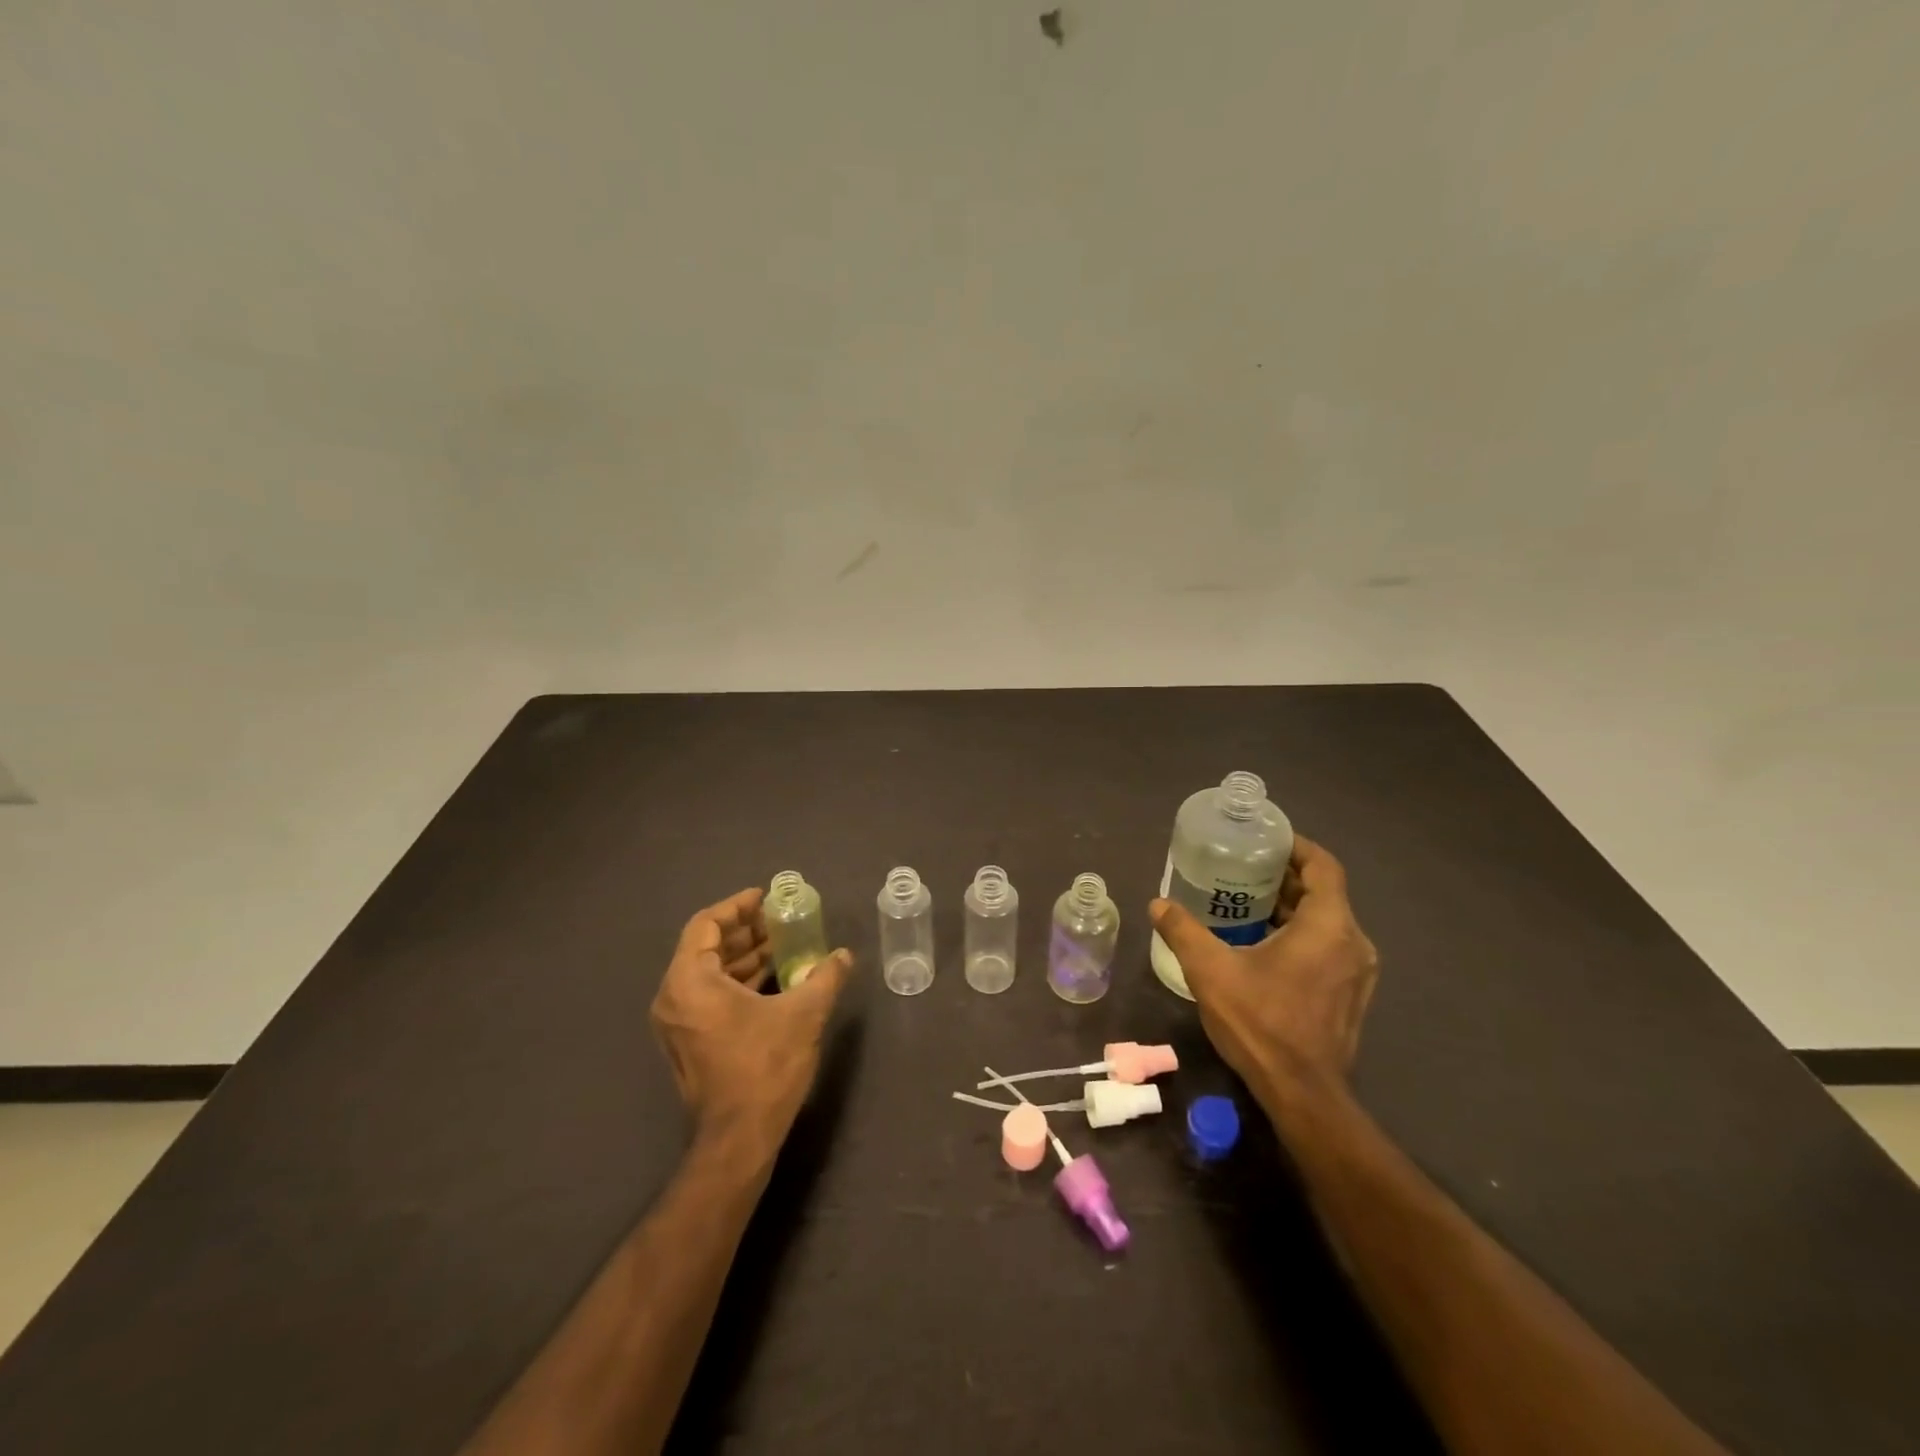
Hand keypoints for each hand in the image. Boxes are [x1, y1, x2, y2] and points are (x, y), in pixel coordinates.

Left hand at [649, 888, 853, 1155]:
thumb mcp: (804, 1014)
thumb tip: (844, 955)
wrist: (739, 1139)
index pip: (705, 924)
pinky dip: (737, 980)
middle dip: (744, 930)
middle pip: (705, 947)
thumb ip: (825, 976)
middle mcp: (674, 998)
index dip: (736, 907)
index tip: (765, 898)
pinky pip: (709, 996)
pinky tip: (773, 979)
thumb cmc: (765, 1067)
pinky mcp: (689, 1043)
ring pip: (708, 973)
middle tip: (780, 920)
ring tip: (782, 944)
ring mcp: (678, 1024)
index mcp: (690, 982)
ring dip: (743, 956)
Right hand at [1150, 835, 1378, 1110]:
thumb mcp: (1210, 971)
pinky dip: (1302, 935)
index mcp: (1328, 926)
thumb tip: (1158, 904)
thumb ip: (1183, 931)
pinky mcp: (1352, 995)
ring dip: (1292, 908)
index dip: (1297, 847)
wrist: (1302, 1094)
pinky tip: (1263, 946)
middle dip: (1285, 878)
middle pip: (1324, 892)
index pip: (1323, 867)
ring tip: (1247, 905)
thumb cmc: (1261, 1023)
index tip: (1265, 841)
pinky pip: (1329, 947)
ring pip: (1327, 921)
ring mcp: (1357, 972)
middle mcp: (1353, 943)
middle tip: (1243, 871)